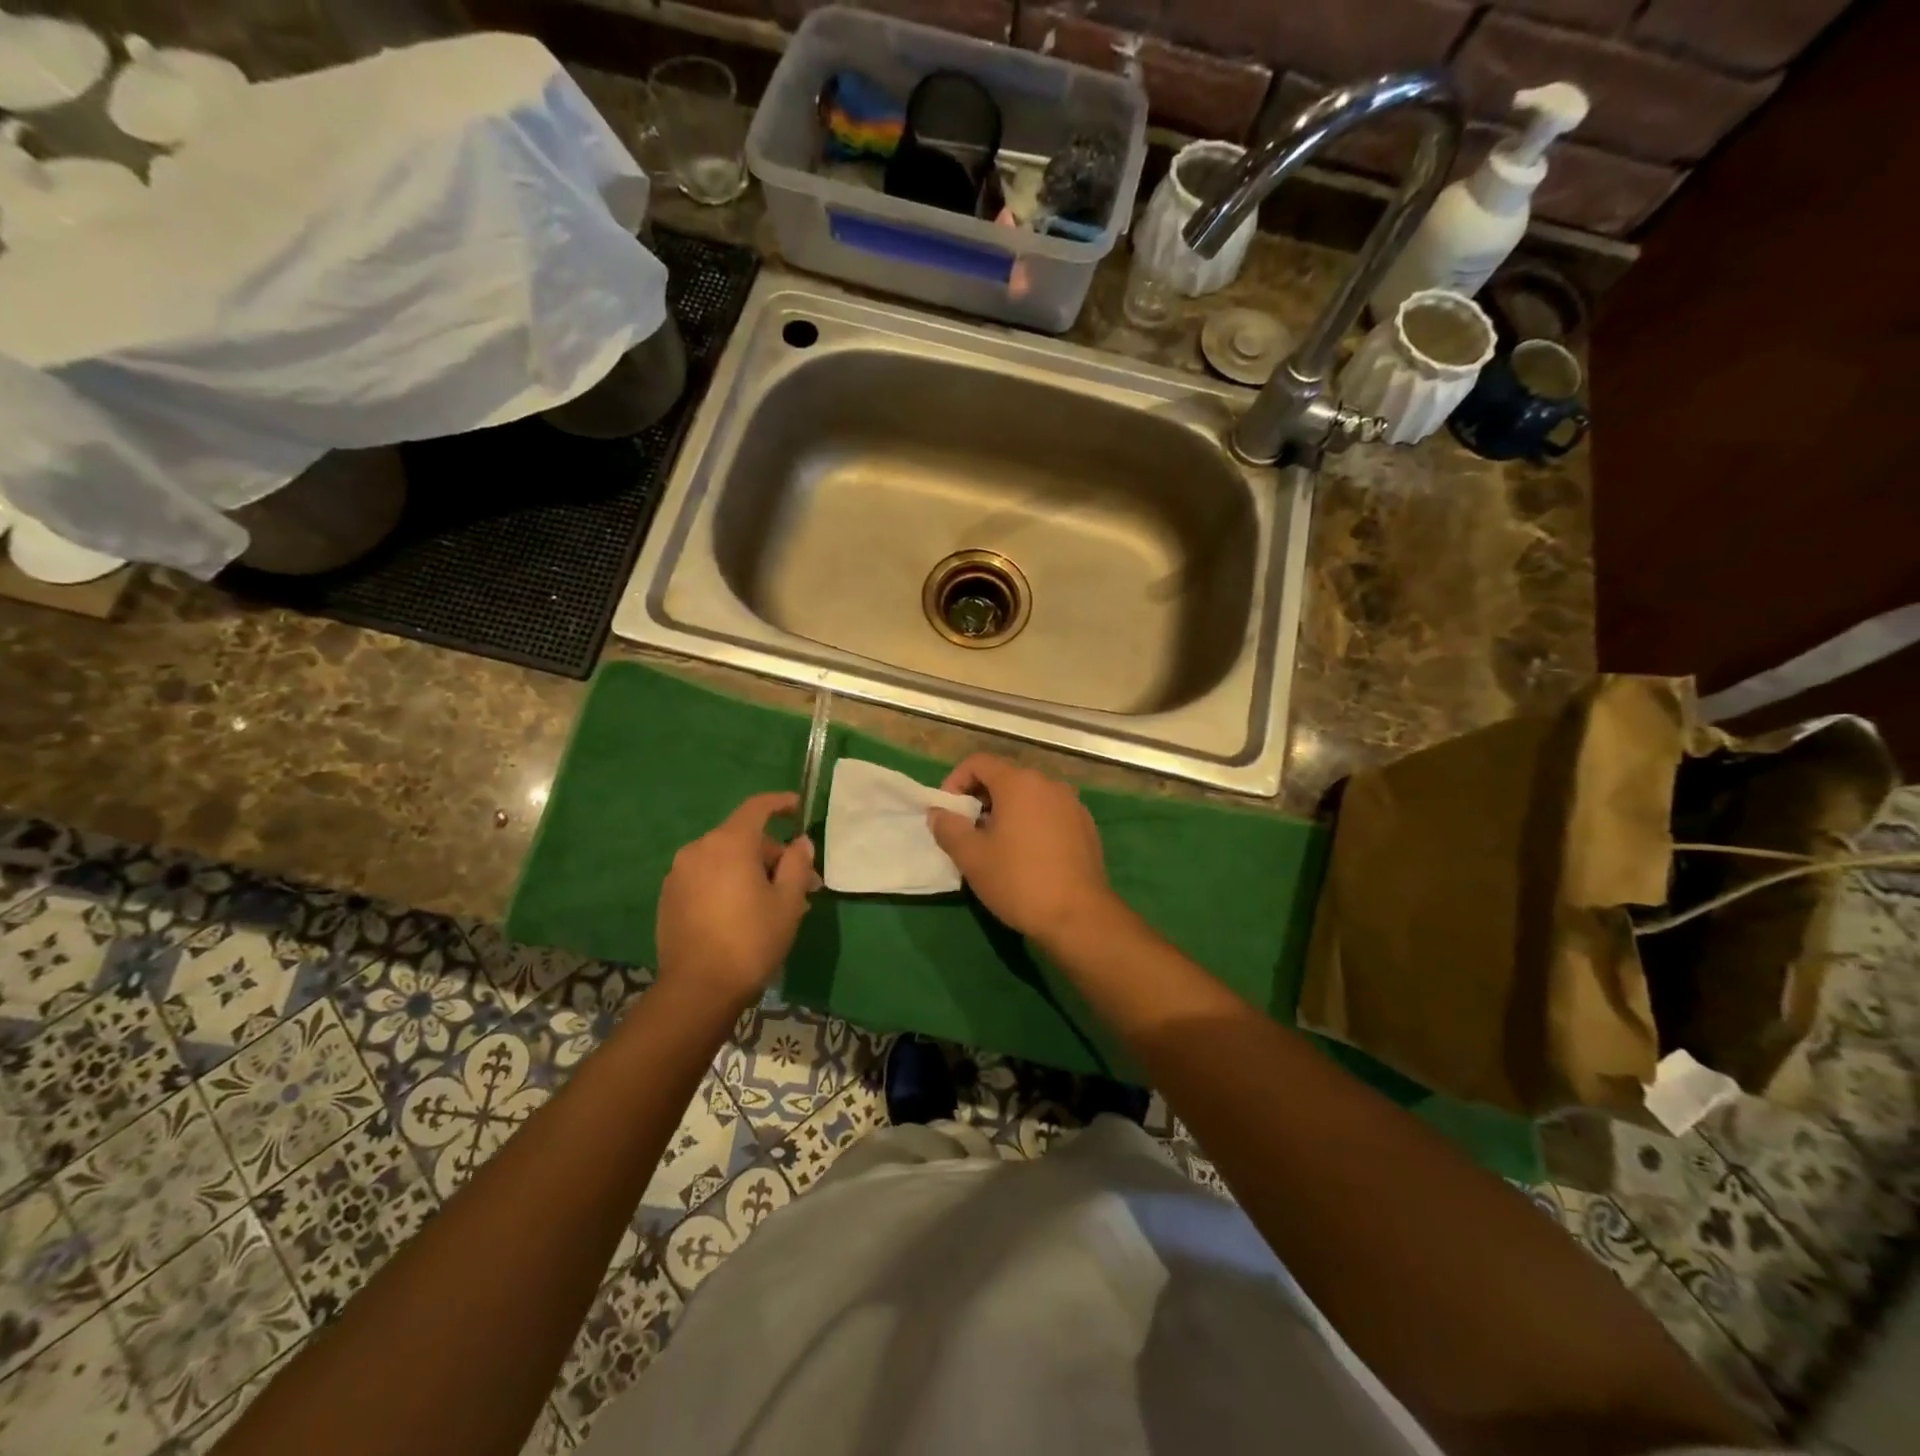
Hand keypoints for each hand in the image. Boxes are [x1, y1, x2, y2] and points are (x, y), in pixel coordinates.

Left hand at [656, 792, 819, 1011]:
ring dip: (749, 870)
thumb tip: (800, 843)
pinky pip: (706, 876)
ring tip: (772, 901)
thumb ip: (797, 864)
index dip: (780, 803)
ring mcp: (679, 873)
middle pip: (742, 837)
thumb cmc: (751, 940)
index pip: (757, 807)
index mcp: (730, 843)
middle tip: (798, 882)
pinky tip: (742, 911)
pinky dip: (727, 882)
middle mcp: (699, 849)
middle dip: (771, 853)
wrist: (697, 989)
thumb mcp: (788, 902)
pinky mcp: (669, 897)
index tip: (798, 807)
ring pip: (723, 858)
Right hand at [927, 754, 1118, 942]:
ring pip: (1029, 796)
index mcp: (1019, 782)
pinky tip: (1027, 855)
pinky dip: (1031, 823)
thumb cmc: (1018, 881)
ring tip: (996, 845)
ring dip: (1007, 812)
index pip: (978, 762)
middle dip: (980, 798)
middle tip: (967, 831)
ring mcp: (1072, 804)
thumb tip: (938, 812)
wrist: (1079, 916)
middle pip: (1005, 777)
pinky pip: (1050, 813)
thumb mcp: (971, 857)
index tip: (947, 812)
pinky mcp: (1086, 826)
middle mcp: (1049, 784)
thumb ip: (948, 828)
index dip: (955, 781)